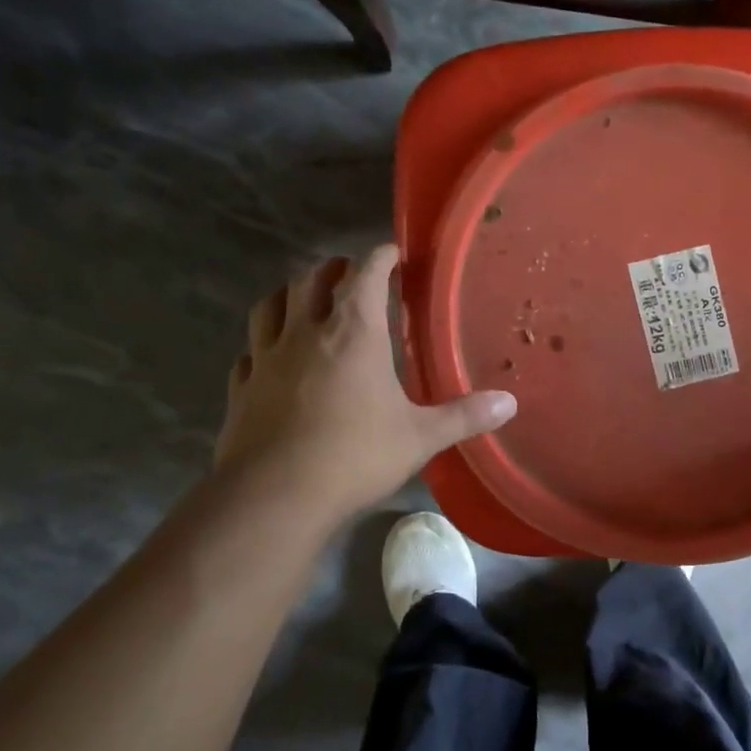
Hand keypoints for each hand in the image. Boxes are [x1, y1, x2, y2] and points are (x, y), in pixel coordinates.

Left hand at [214, 245, 516, 516]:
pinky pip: (249, 352)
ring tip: (304, 299)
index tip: (393, 253)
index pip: (366, 275)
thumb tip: (510, 404)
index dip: (380, 258)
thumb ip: (465, 416)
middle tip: (351, 273)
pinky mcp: (240, 389)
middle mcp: (305, 334)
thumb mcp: (421, 437)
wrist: (274, 497)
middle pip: (312, 280)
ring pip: (271, 306)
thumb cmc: (355, 456)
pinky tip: (268, 357)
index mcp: (353, 333)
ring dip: (290, 294)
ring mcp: (265, 359)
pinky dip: (262, 344)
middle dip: (334, 269)